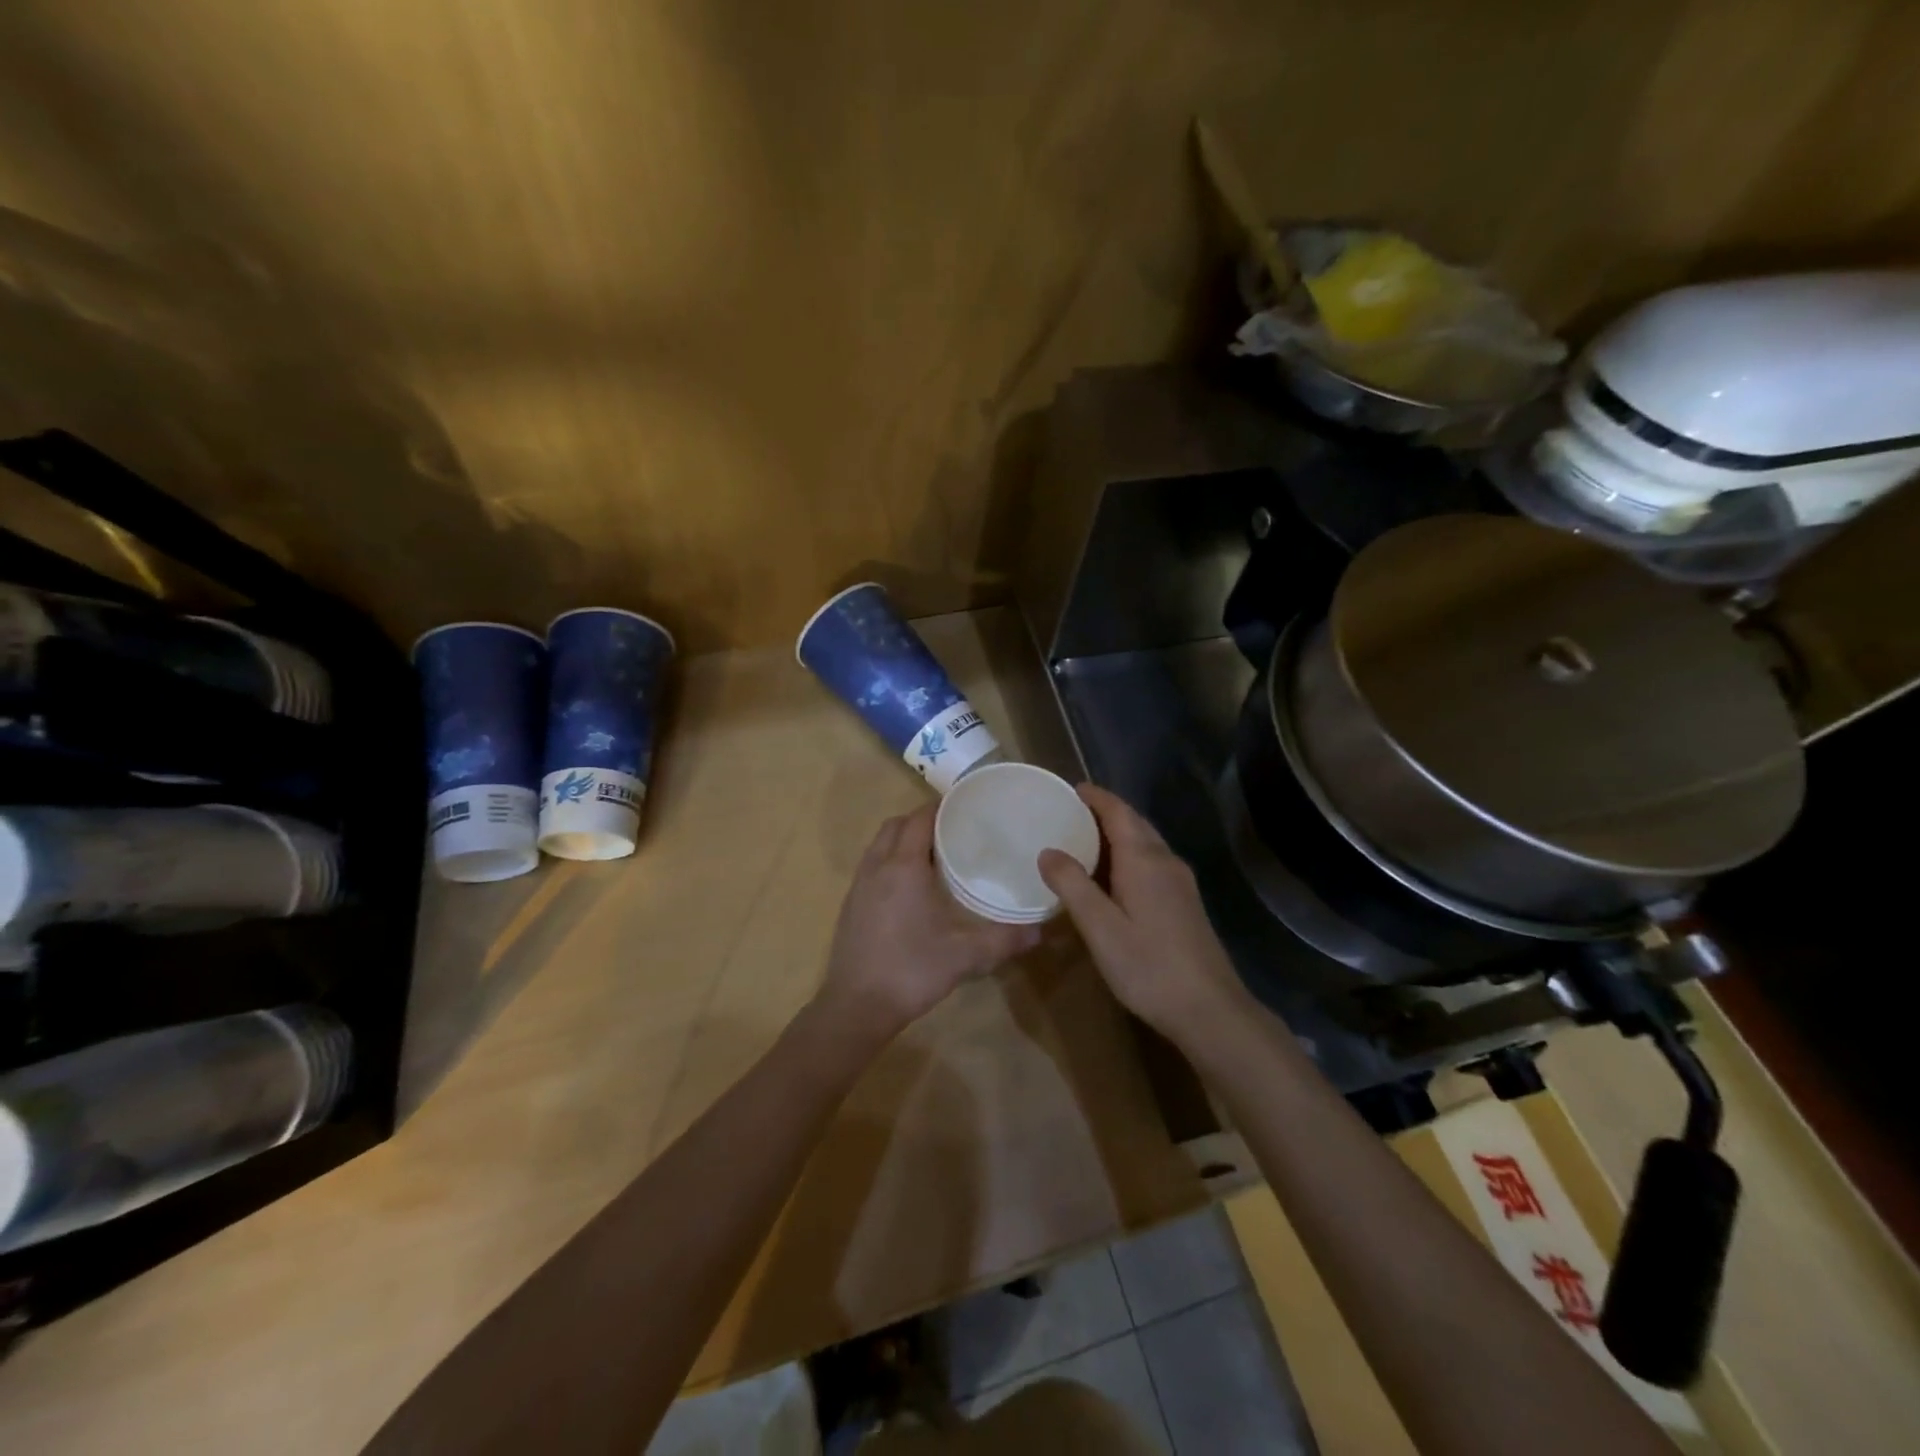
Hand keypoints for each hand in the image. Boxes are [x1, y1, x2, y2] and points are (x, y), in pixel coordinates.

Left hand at [820, 803, 1039, 1039]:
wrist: (856, 1007)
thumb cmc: (911, 970)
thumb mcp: (965, 955)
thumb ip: (1004, 940)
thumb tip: (1040, 931)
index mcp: (903, 866)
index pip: (920, 818)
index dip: (942, 808)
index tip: (968, 808)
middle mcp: (877, 866)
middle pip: (896, 825)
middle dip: (922, 821)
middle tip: (954, 832)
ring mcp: (858, 886)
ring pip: (880, 844)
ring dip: (903, 840)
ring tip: (935, 857)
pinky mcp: (850, 905)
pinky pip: (872, 865)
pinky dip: (890, 861)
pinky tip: (911, 889)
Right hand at [1038, 784, 1247, 1043]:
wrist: (1210, 1009)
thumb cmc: (1149, 966)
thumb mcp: (1100, 928)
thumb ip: (1072, 886)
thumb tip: (1047, 851)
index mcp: (1144, 860)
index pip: (1119, 812)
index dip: (1096, 797)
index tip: (1071, 788)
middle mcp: (1165, 862)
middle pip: (1135, 823)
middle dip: (1105, 812)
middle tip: (1070, 812)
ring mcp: (1180, 883)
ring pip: (1145, 843)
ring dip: (1117, 833)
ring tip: (1084, 839)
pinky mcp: (1185, 903)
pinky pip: (1152, 862)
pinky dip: (1128, 855)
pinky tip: (1112, 877)